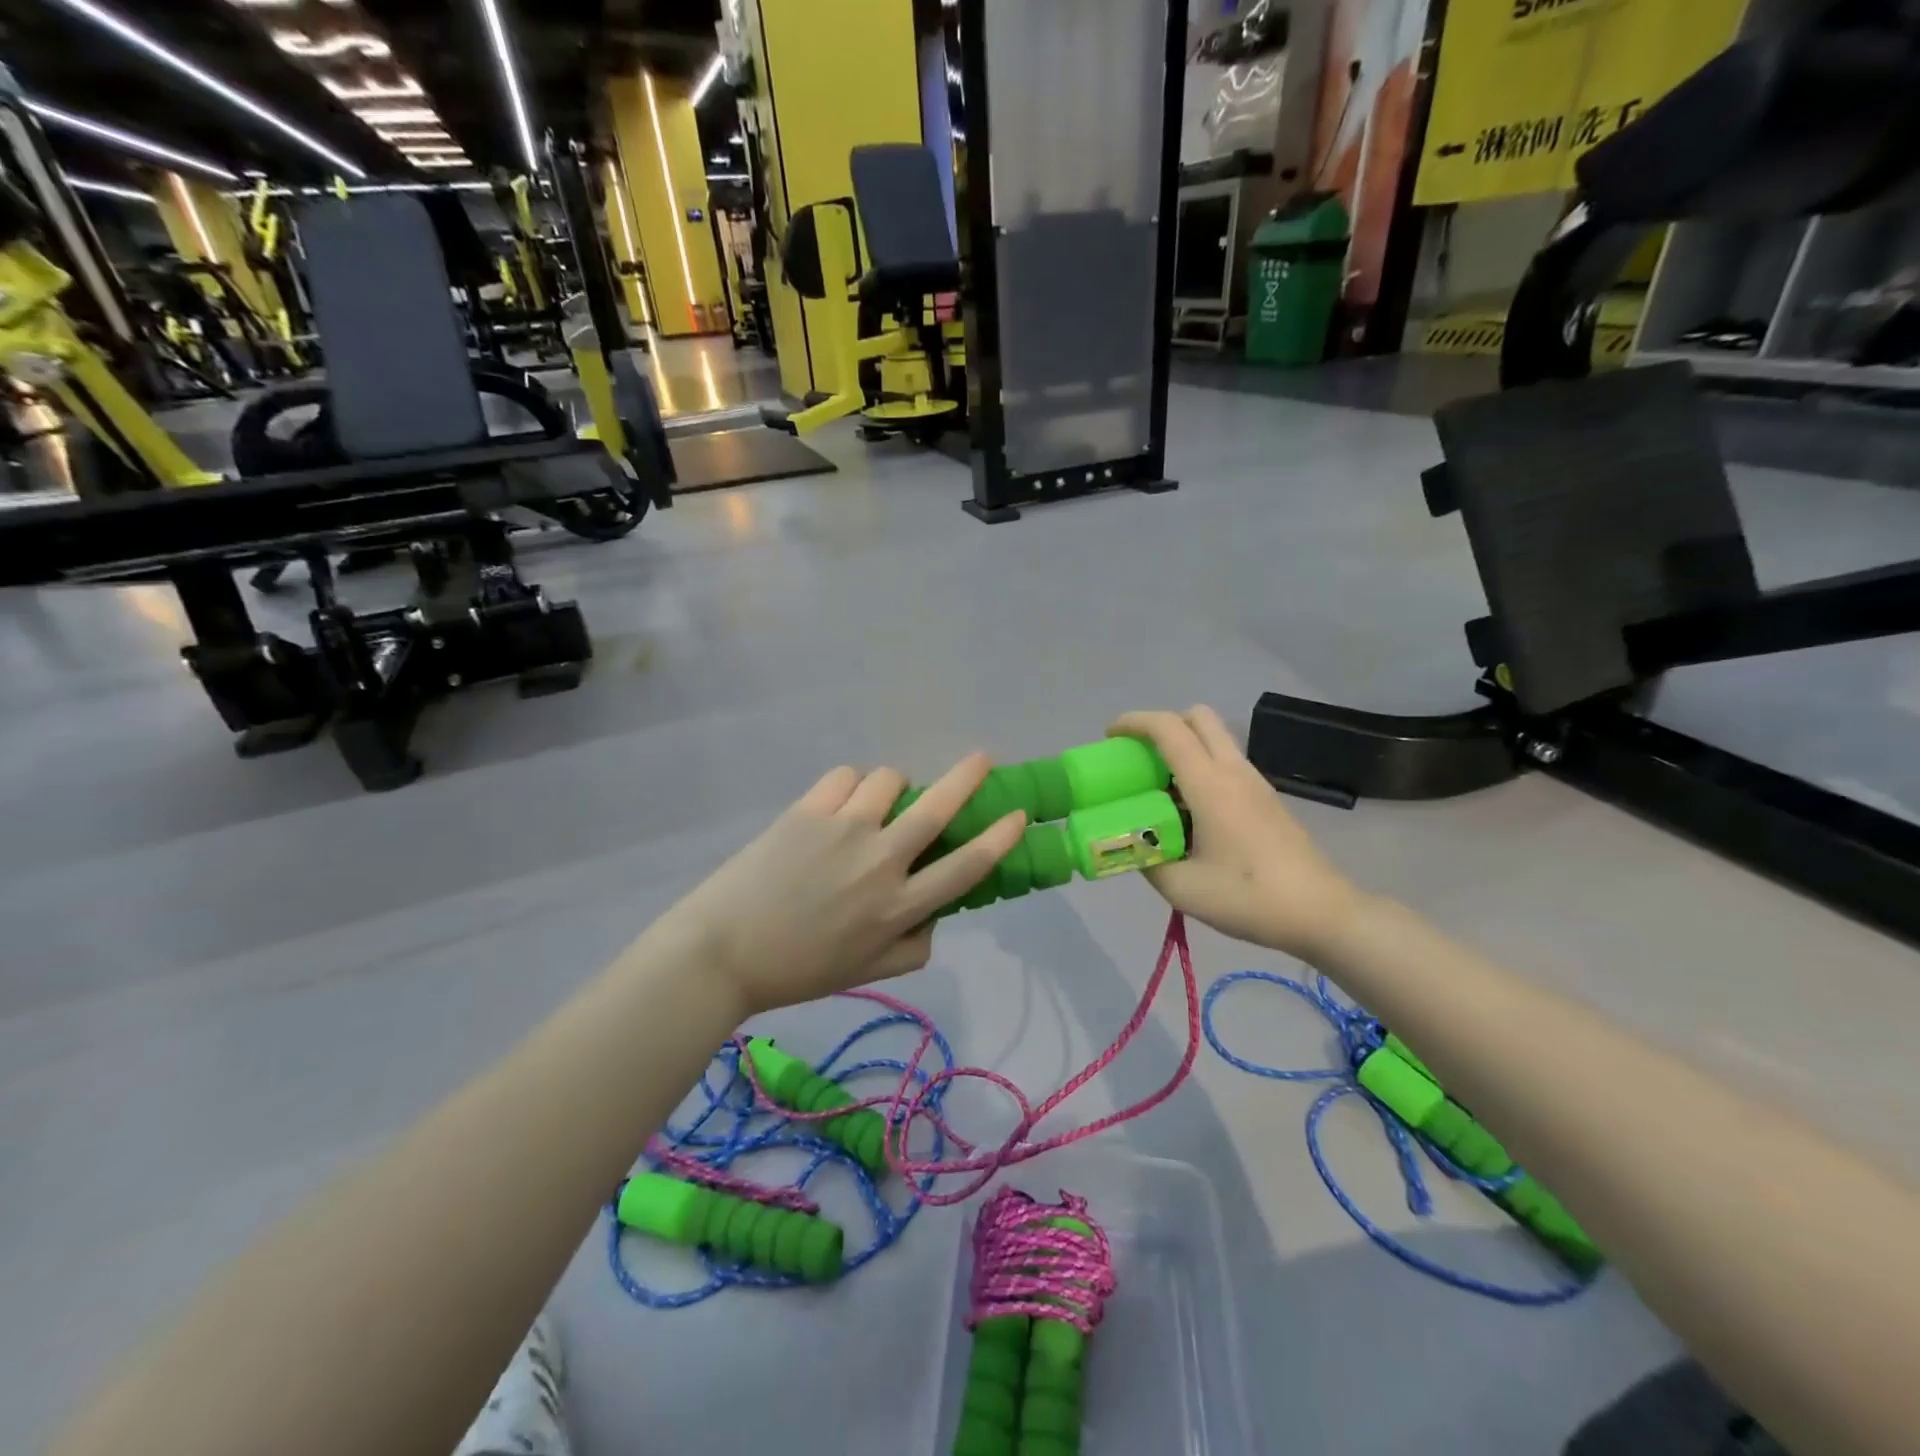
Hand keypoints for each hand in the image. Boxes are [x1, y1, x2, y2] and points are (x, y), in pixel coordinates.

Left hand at [646, 753, 1027, 1015]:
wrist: (723, 952)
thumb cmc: (799, 969)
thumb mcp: (868, 973)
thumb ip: (913, 947)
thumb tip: (934, 913)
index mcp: (899, 906)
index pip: (966, 866)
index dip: (999, 838)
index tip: (1017, 815)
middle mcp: (881, 861)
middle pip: (938, 807)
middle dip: (968, 778)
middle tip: (983, 759)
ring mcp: (844, 830)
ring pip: (889, 780)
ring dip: (893, 788)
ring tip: (876, 804)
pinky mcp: (808, 811)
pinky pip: (845, 776)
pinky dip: (850, 785)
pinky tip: (838, 805)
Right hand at [1110, 707, 1366, 958]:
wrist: (1322, 913)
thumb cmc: (1249, 898)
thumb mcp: (1182, 888)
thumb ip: (1147, 862)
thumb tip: (1133, 847)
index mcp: (1210, 784)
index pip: (1168, 728)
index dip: (1134, 722)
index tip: (1110, 736)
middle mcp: (1233, 771)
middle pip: (1198, 718)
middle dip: (1162, 725)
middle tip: (1139, 757)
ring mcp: (1255, 783)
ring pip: (1215, 740)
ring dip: (1183, 748)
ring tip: (1159, 789)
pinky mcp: (1266, 799)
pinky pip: (1226, 764)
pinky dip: (1200, 769)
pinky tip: (1190, 812)